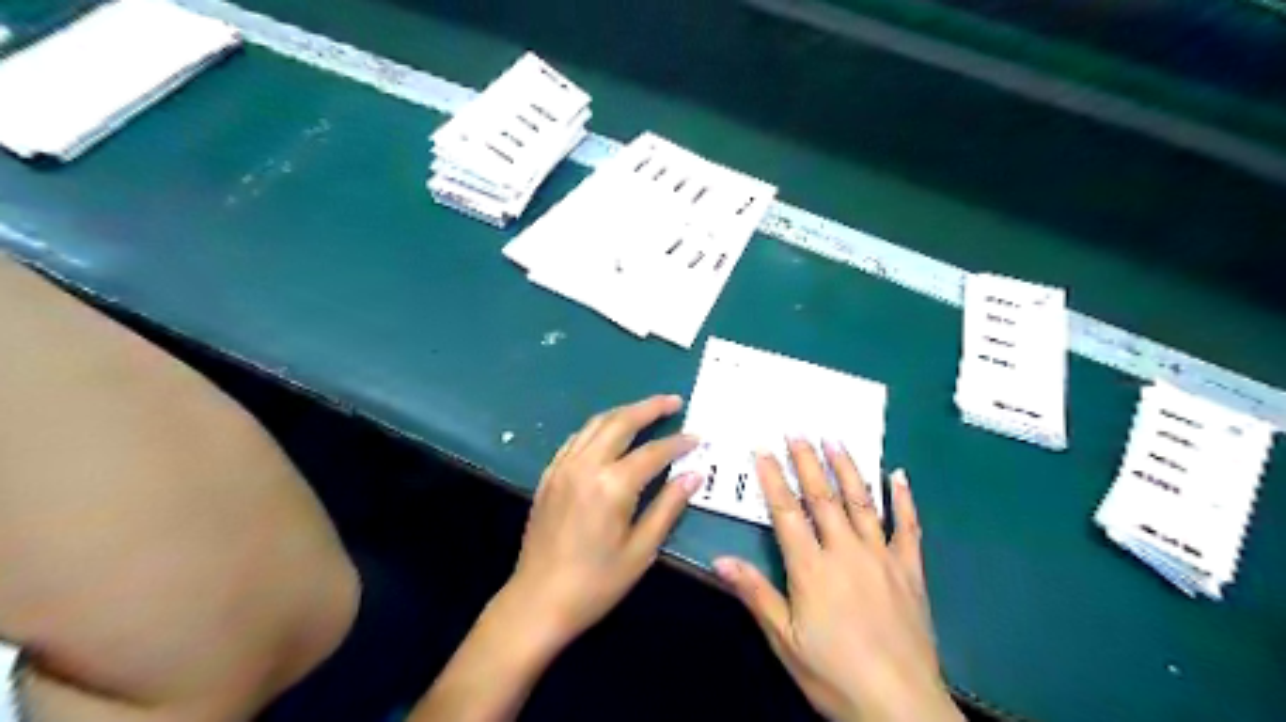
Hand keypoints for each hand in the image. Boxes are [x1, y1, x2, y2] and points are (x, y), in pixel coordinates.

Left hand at [503, 395, 702, 652]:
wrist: (538, 601)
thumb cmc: (596, 583)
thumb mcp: (641, 550)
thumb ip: (668, 507)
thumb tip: (694, 475)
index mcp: (612, 486)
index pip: (653, 452)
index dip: (678, 443)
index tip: (697, 438)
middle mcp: (585, 466)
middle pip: (621, 422)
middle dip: (650, 407)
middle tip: (674, 401)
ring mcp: (563, 467)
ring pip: (596, 423)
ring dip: (624, 412)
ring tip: (647, 409)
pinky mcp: (549, 474)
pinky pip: (577, 438)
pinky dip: (599, 427)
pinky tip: (610, 431)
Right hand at [713, 439, 964, 721]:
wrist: (901, 706)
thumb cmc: (835, 674)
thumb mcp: (786, 641)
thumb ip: (756, 594)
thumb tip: (721, 559)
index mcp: (812, 568)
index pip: (787, 513)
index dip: (773, 479)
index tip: (763, 450)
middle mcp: (846, 552)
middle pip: (823, 497)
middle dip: (808, 462)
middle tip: (798, 431)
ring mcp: (882, 557)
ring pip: (862, 502)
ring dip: (847, 468)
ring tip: (835, 440)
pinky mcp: (911, 570)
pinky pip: (908, 526)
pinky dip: (904, 499)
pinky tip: (899, 475)